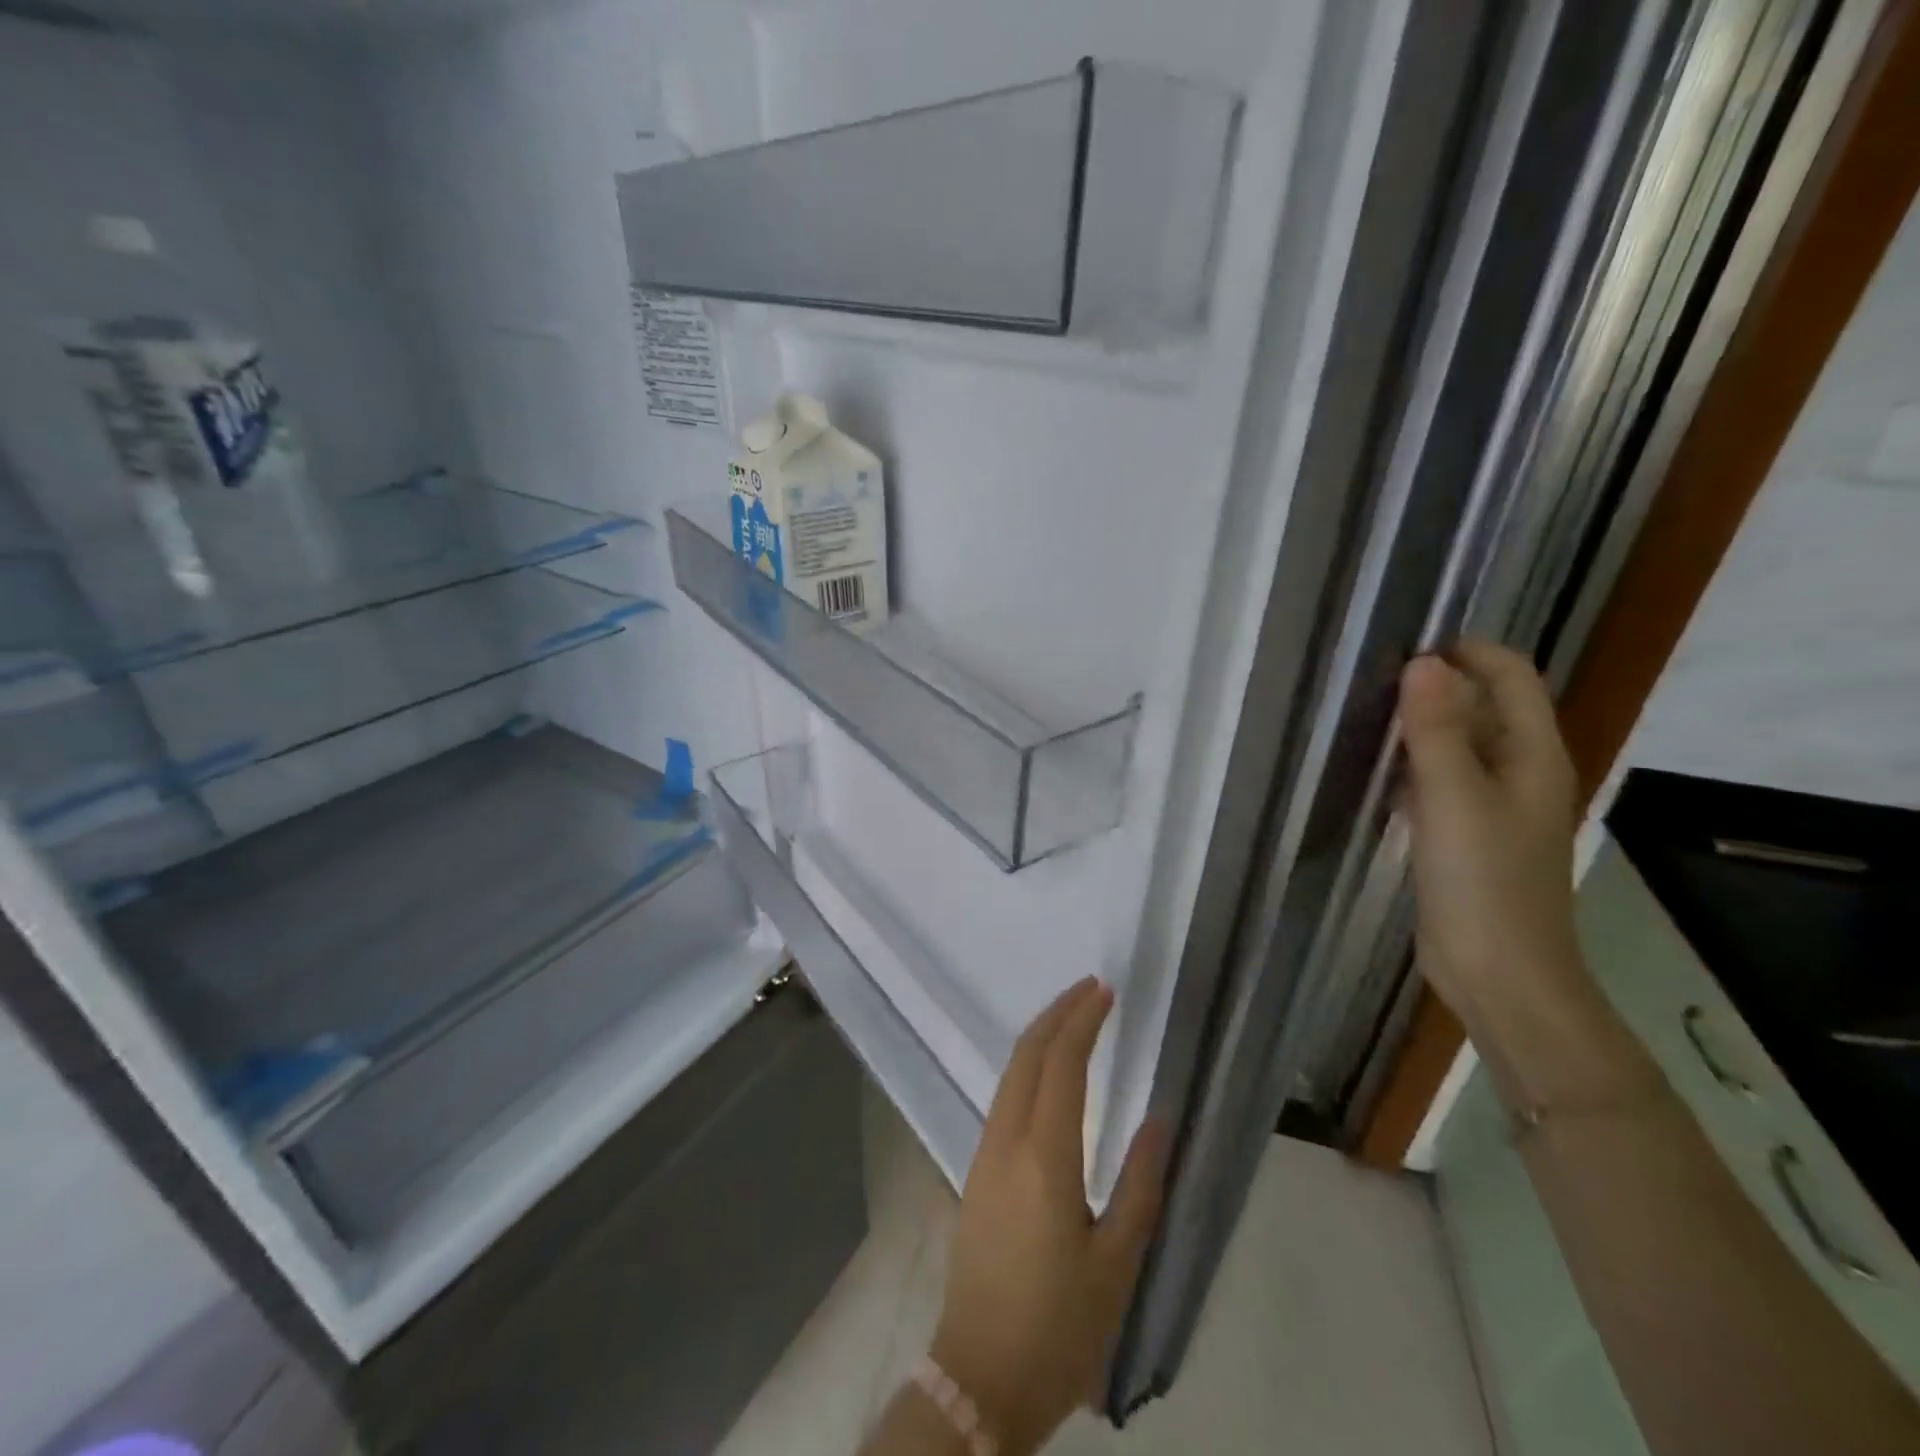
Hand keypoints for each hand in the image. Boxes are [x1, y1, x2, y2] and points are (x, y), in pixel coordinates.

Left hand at [928, 979, 1169, 1454]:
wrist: (980, 1376)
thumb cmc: (1059, 1326)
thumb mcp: (1117, 1264)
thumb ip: (1141, 1186)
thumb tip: (1159, 1120)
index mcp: (1043, 1157)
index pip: (1061, 1065)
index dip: (1082, 1021)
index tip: (1104, 992)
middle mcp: (1005, 1140)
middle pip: (1027, 1055)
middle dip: (1057, 1013)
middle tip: (1090, 990)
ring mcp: (983, 1153)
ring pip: (1010, 1073)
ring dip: (1041, 1037)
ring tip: (1074, 1018)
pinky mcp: (975, 1171)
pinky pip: (1003, 1097)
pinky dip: (1028, 1067)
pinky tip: (1048, 1074)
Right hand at [1398, 641, 1585, 1046]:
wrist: (1500, 972)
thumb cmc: (1484, 881)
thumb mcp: (1454, 798)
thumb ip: (1438, 730)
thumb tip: (1423, 663)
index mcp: (1533, 756)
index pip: (1512, 678)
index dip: (1470, 653)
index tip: (1408, 647)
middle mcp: (1520, 773)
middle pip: (1485, 709)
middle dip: (1438, 688)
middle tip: (1373, 683)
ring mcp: (1494, 808)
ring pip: (1460, 747)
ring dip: (1422, 728)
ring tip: (1366, 719)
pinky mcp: (1467, 837)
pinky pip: (1442, 784)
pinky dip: (1414, 768)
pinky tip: (1378, 774)